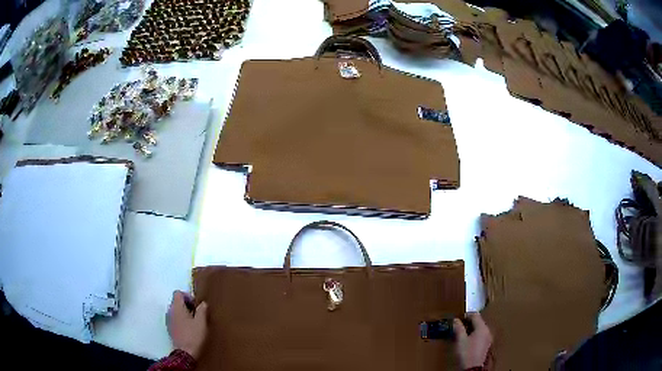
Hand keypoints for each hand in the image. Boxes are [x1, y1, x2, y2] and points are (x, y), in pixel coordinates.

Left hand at [167, 290, 207, 358]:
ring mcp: (168, 320)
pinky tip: (189, 330)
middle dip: (187, 305)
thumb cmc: (193, 336)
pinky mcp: (169, 328)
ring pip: (176, 311)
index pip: (178, 293)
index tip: (196, 305)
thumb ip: (202, 311)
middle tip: (197, 314)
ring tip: (194, 323)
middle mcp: (170, 311)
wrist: (184, 352)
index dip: (187, 296)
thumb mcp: (201, 323)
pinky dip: (181, 321)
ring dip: (184, 313)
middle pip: (176, 302)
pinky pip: (175, 319)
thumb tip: (203, 303)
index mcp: (177, 307)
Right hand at [453, 312, 492, 368]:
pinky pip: (481, 335)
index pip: (475, 315)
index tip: (458, 317)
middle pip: (479, 321)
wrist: (473, 368)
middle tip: (458, 325)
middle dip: (469, 322)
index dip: (466, 315)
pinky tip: (468, 340)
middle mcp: (487, 331)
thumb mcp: (460, 340)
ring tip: (461, 332)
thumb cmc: (467, 353)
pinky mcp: (486, 344)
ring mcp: (488, 338)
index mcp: (482, 328)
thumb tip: (456, 320)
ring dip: (471, 328)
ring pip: (480, 328)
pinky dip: (474, 334)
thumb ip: (459, 328)